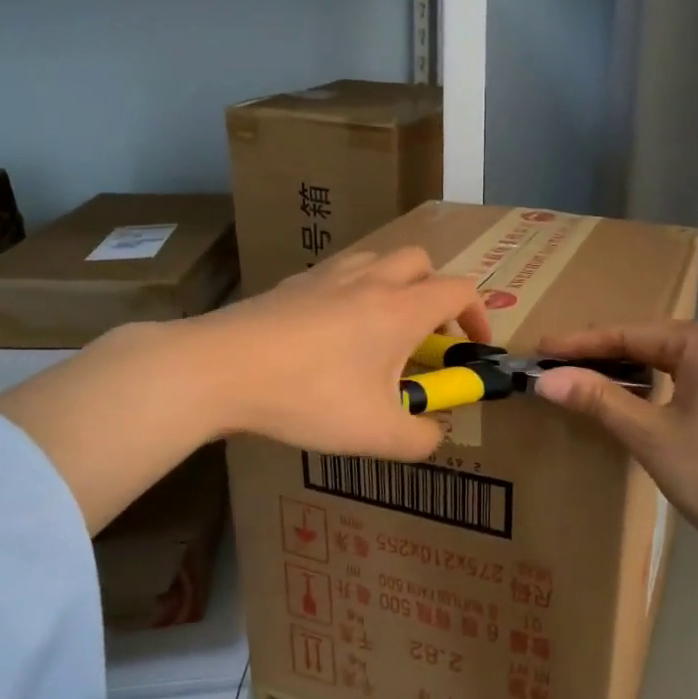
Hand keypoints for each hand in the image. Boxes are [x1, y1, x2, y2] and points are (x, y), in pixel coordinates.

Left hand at [192, 247, 490, 460]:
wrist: (219, 368)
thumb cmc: (309, 396)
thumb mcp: (375, 434)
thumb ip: (421, 438)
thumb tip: (434, 432)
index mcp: (401, 309)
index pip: (460, 290)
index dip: (478, 316)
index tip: (473, 348)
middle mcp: (370, 280)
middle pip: (420, 261)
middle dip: (434, 292)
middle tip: (425, 335)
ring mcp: (327, 276)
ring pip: (376, 261)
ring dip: (392, 287)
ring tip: (379, 332)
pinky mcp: (291, 284)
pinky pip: (336, 276)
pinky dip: (350, 295)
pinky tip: (329, 336)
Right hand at [532, 321, 697, 565]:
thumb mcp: (652, 436)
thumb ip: (599, 400)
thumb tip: (545, 378)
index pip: (626, 333)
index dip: (578, 344)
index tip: (537, 349)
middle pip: (644, 343)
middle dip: (597, 356)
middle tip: (550, 366)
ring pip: (661, 364)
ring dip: (620, 373)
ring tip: (575, 380)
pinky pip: (677, 382)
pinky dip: (645, 390)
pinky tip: (621, 402)